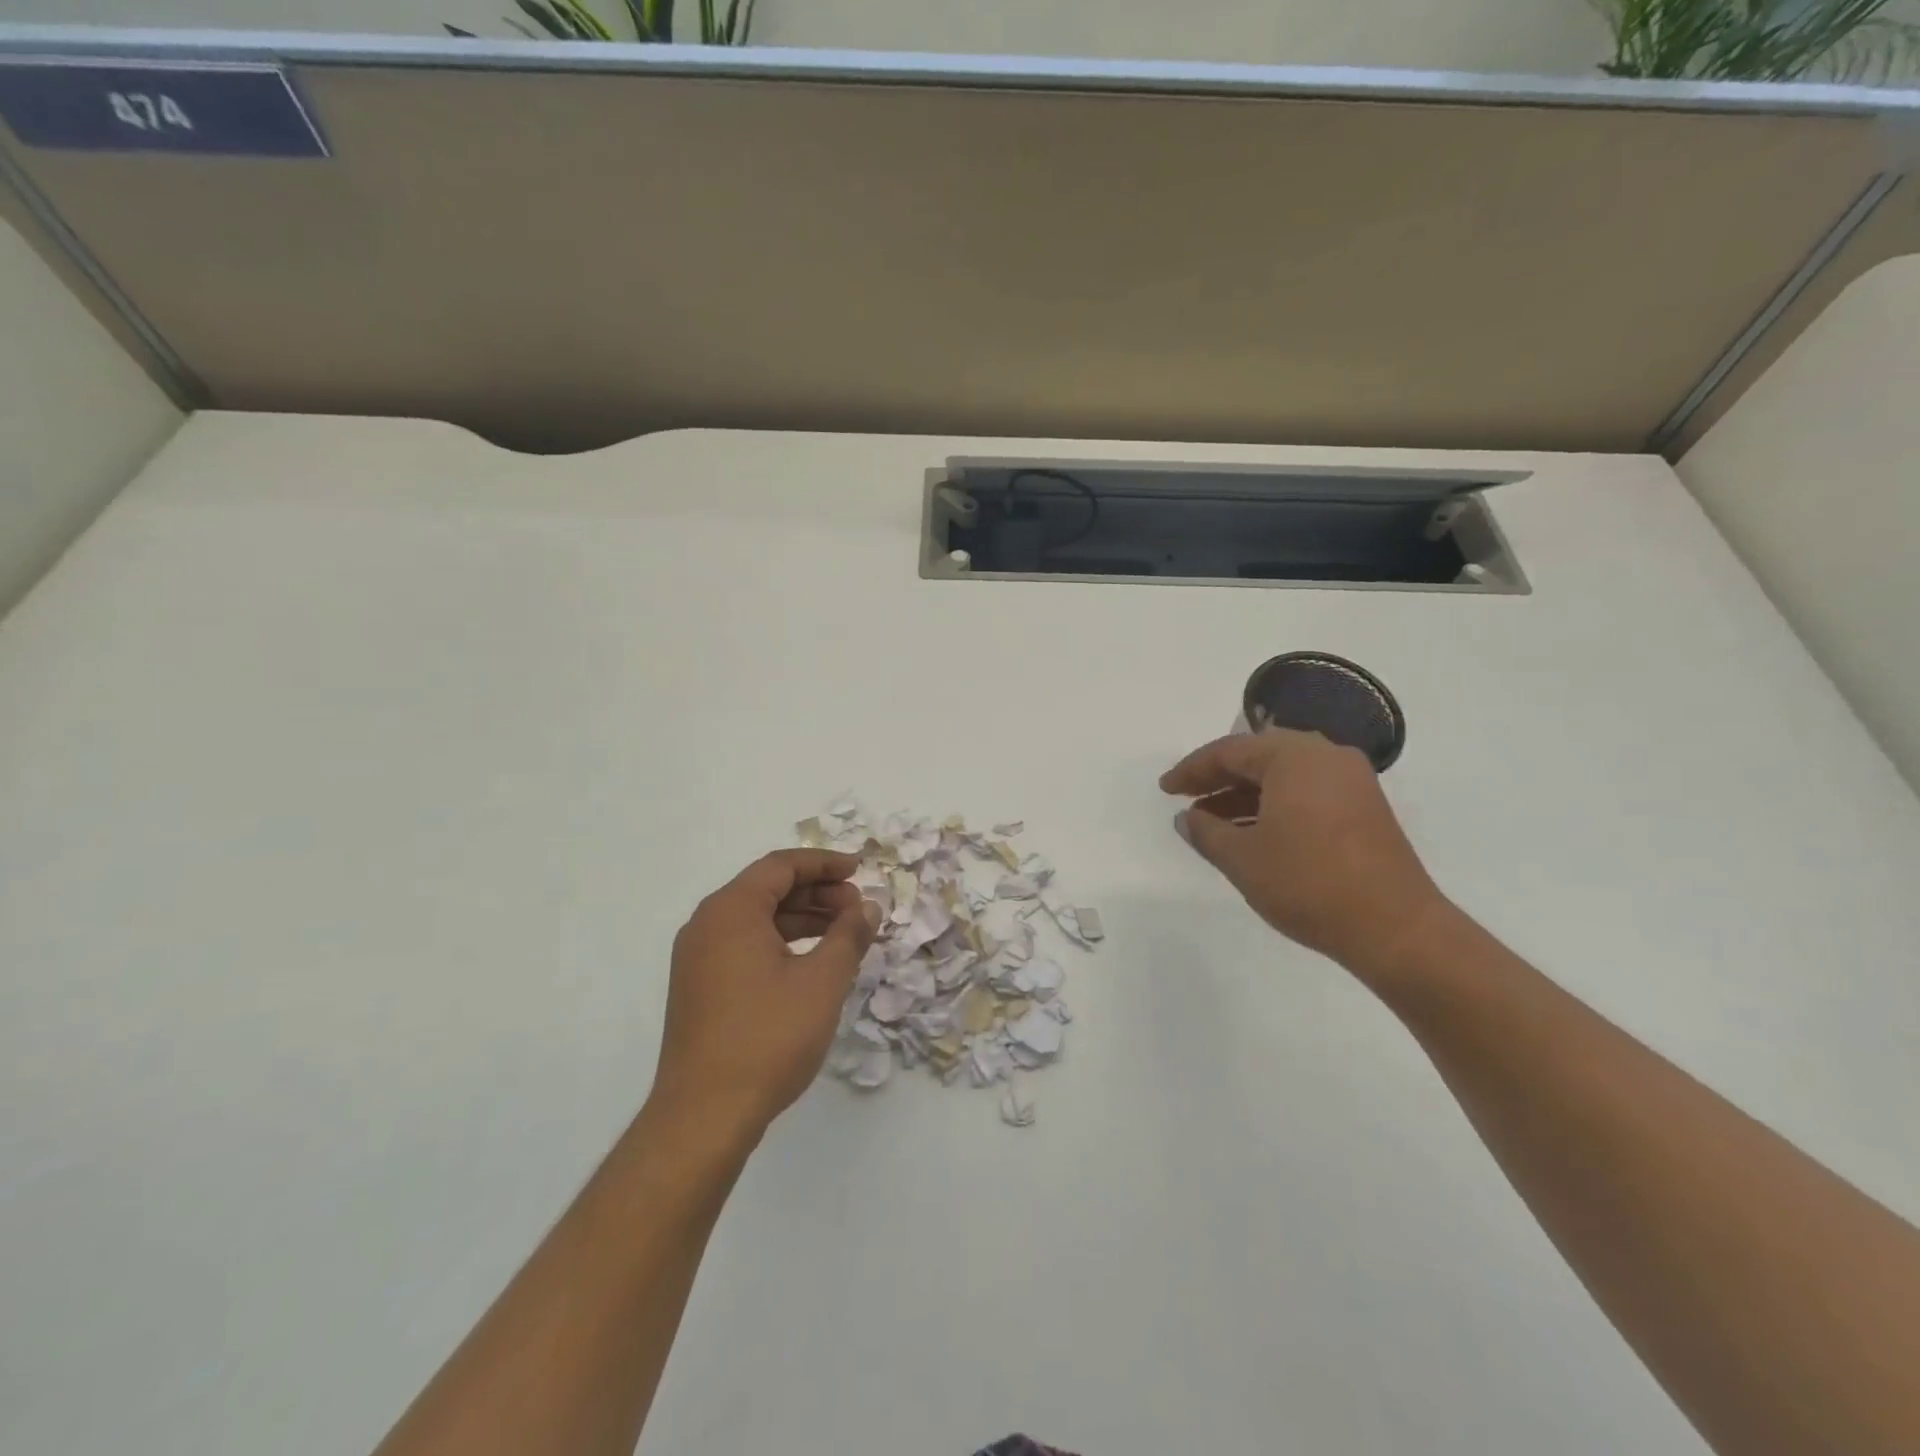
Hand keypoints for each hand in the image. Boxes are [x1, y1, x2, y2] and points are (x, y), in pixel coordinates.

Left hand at [651, 850, 880, 1139]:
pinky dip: (781, 942)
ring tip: (843, 935)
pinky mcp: (699, 987)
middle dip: (817, 891)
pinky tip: (811, 963)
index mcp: (731, 910)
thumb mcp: (822, 981)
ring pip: (757, 918)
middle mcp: (707, 924)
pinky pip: (744, 945)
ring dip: (802, 918)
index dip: (825, 863)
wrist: (703, 1116)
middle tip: (857, 909)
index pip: (781, 865)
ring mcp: (698, 958)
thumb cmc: (768, 1037)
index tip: (860, 870)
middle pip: (767, 888)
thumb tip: (867, 908)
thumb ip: (849, 935)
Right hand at [1160, 728, 1449, 977]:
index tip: (1165, 789)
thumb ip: (1207, 832)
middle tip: (1186, 799)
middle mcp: (1326, 756)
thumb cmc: (1308, 884)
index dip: (1192, 770)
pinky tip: (1252, 833)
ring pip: (1283, 776)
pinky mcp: (1364, 807)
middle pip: (1259, 757)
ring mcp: (1351, 781)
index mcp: (1295, 757)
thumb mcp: (1243, 858)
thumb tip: (1188, 819)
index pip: (1230, 751)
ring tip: (1211, 822)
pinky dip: (1274, 805)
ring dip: (1245, 794)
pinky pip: (1306, 792)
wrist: (1395, 929)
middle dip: (1218, 778)